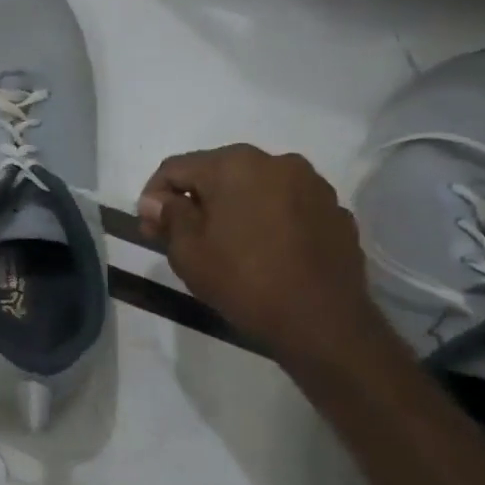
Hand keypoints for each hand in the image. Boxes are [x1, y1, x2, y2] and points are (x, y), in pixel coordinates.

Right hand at [137, 145, 390, 369]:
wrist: (322, 322)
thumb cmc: (243, 280)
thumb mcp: (187, 250)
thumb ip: (168, 215)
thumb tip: (157, 200)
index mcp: (234, 164)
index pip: (175, 168)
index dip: (153, 197)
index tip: (149, 228)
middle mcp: (276, 162)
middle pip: (217, 173)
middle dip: (194, 200)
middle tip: (178, 236)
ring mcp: (312, 185)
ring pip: (255, 187)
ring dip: (232, 207)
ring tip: (224, 243)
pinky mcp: (335, 211)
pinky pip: (287, 206)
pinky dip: (267, 220)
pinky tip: (262, 251)